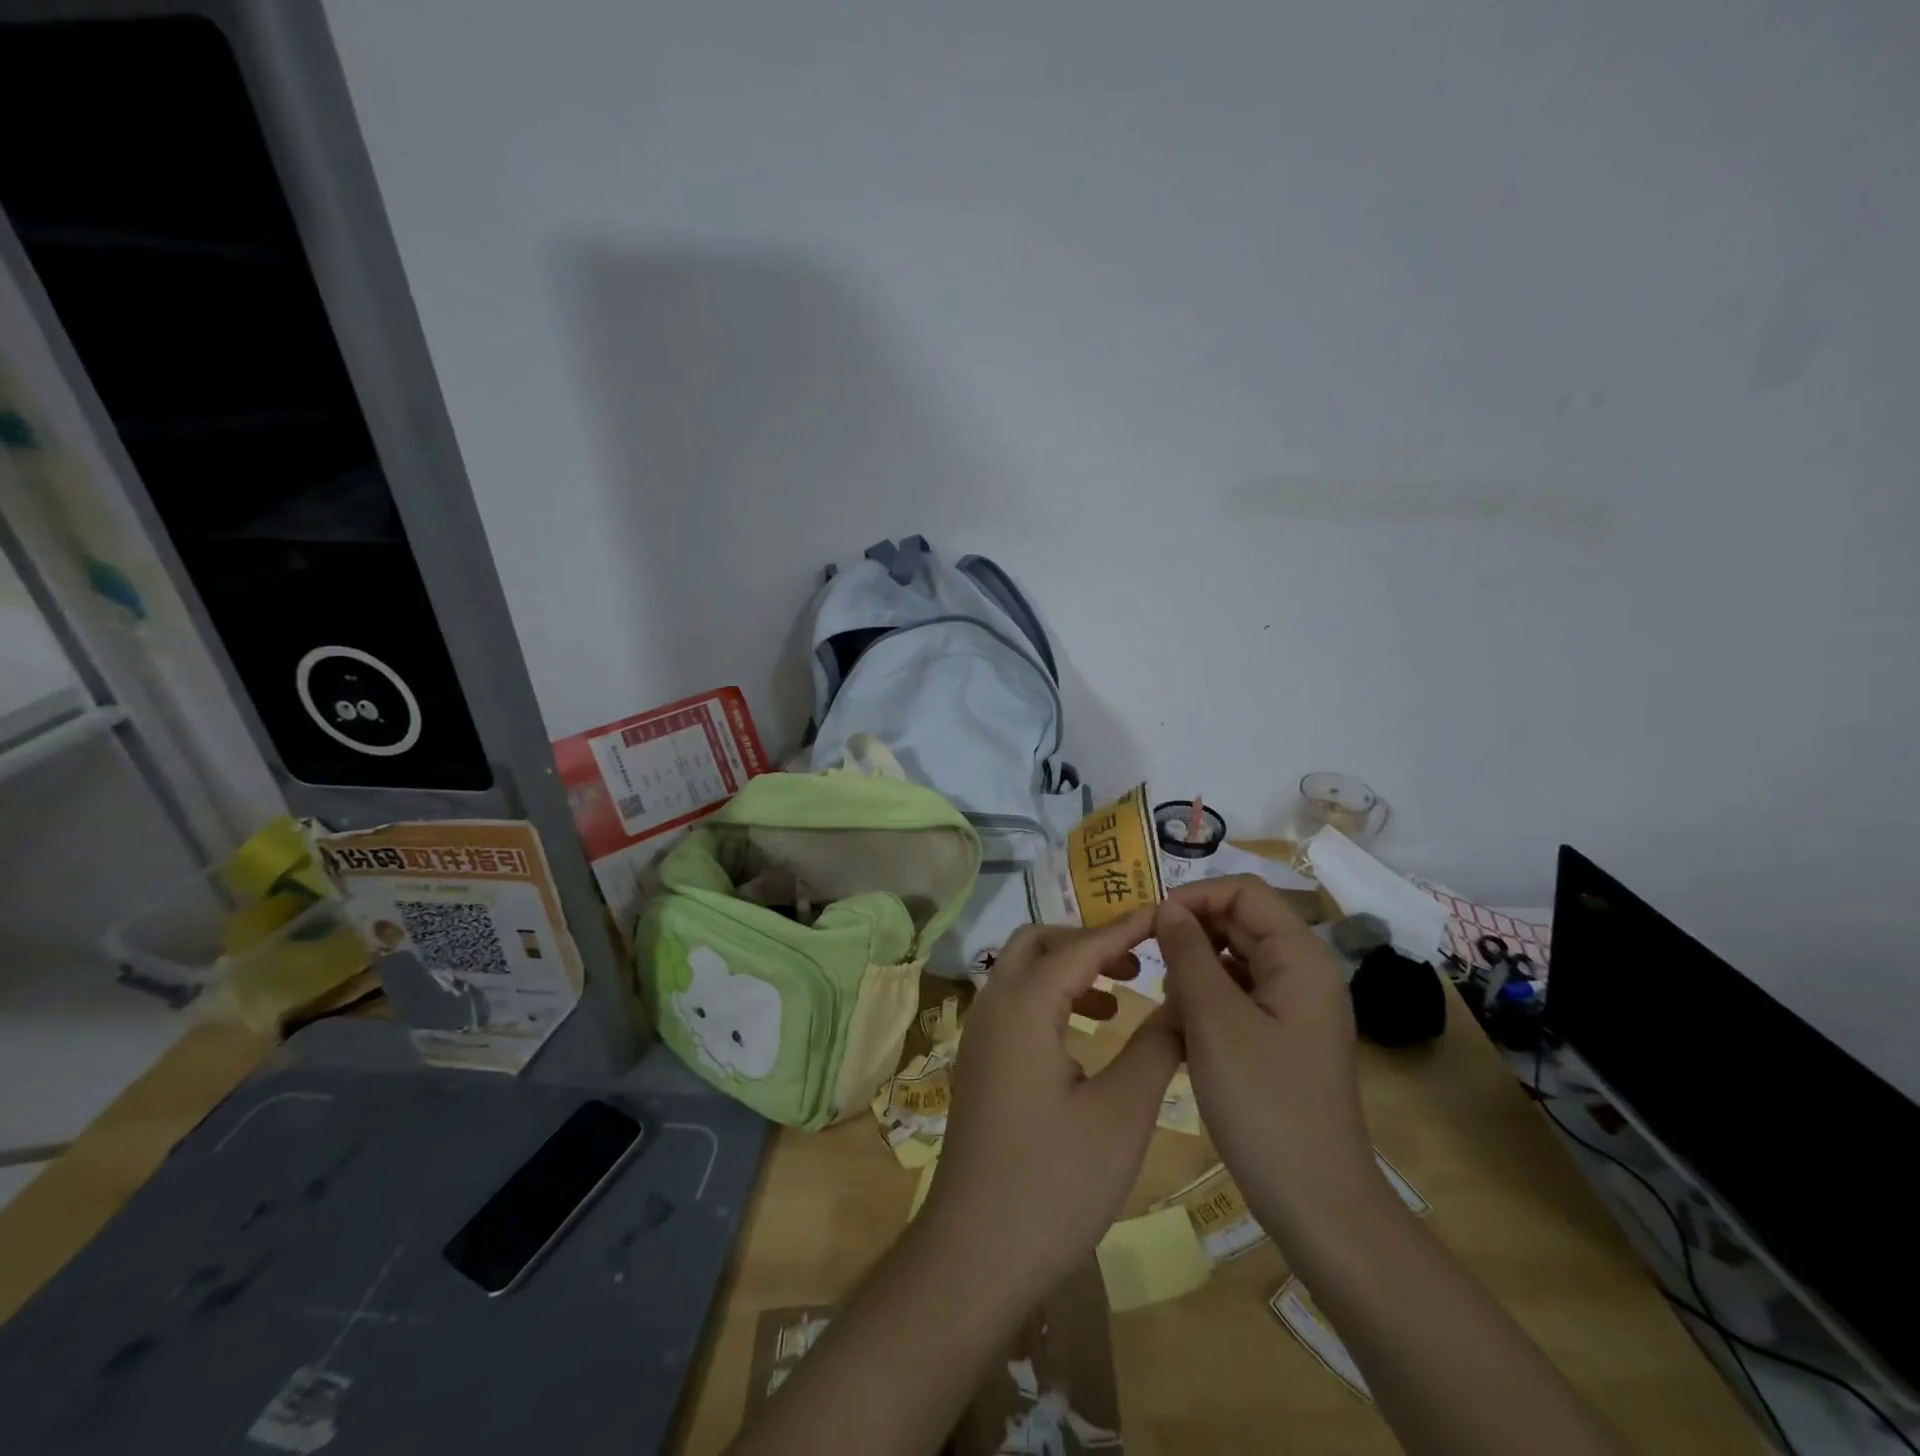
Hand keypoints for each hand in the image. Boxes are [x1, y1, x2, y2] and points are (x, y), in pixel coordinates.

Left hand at [922, 911, 1182, 1294]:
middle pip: (1037, 943)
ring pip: (1021, 972)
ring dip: (1068, 968)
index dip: (1125, 928)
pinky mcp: (980, 1064)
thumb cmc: (1054, 1182)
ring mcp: (979, 1036)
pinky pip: (1015, 1004)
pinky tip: (1086, 1035)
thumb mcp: (1121, 1114)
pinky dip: (1051, 998)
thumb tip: (1183, 1002)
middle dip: (1088, 940)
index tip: (1166, 915)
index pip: (1079, 946)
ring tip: (1119, 995)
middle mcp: (993, 1008)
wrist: (976, 1253)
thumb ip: (1155, 1047)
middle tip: (1138, 960)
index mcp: (1024, 1008)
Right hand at [1156, 878, 1375, 1234]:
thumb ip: (1187, 953)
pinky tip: (1185, 1033)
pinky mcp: (1283, 1036)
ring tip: (1169, 1007)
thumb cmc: (1263, 1103)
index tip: (1150, 922)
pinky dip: (1207, 1001)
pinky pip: (1239, 995)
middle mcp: (1303, 972)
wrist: (1317, 1203)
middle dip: (1191, 935)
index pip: (1243, 892)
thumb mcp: (1213, 1019)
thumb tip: (1167, 908)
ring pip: (1234, 960)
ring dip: (1195, 971)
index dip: (1195, 896)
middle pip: (1240, 923)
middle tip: (1148, 966)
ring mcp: (1295, 1006)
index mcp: (1300, 957)